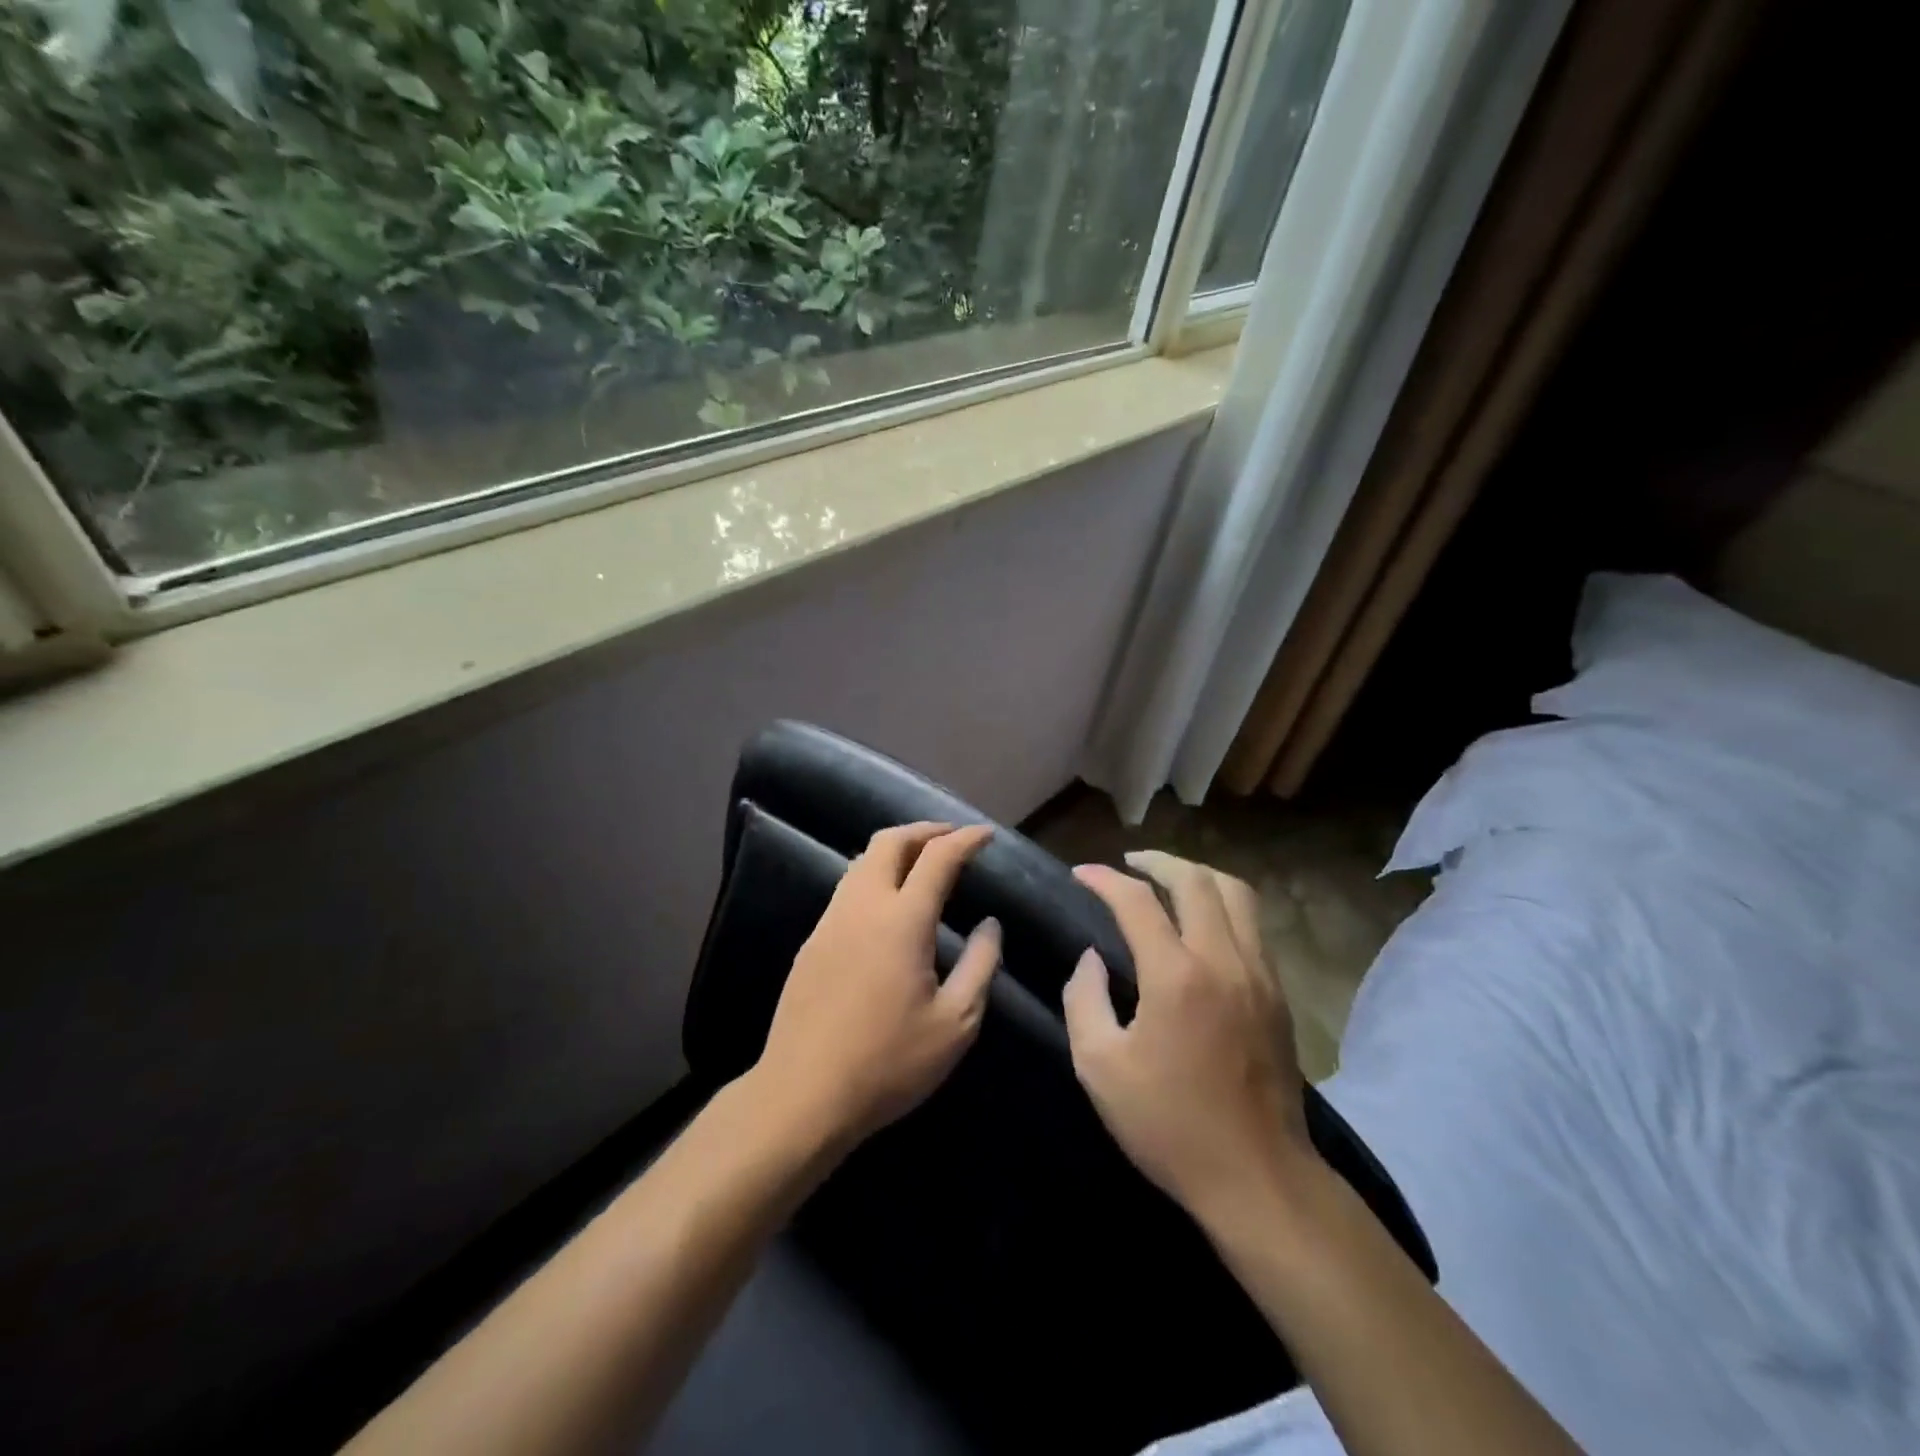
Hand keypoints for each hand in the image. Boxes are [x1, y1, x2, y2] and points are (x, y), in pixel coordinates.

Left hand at [753, 822, 1001, 1146]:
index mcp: (902, 920)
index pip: (938, 857)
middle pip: (890, 841)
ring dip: (896, 849)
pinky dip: (875, 875)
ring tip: (923, 862)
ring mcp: (831, 921)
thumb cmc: (888, 1062)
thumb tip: (990, 925)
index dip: (966, 839)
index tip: (986, 835)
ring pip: (862, 861)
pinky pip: (847, 888)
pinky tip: (888, 903)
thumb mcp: (955, 1023)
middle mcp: (863, 906)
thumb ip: (981, 965)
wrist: (802, 1094)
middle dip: (925, 830)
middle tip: (953, 838)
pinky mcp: (812, 941)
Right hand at [1063, 850, 1314, 1223]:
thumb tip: (1092, 959)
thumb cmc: (1169, 1125)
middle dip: (1157, 861)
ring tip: (1169, 879)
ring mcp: (1259, 974)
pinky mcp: (1278, 994)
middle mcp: (1223, 960)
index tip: (1081, 874)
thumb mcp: (1100, 1067)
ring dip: (1197, 875)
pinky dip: (1223, 905)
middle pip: (1195, 880)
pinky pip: (1253, 925)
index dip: (1104, 879)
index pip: (1137, 901)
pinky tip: (1202, 923)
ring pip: (1236, 894)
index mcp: (1176, 976)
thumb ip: (1084, 1000)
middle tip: (1128, 863)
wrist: (1257, 1178)